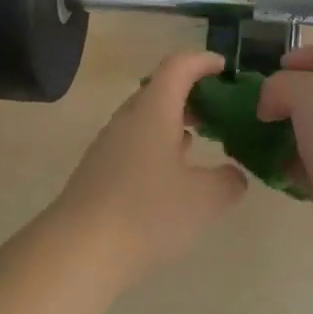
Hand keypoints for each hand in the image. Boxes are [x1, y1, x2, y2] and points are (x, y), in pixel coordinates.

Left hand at [50, 51, 248, 280]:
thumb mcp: (204, 199)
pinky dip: (158, 146)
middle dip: (191, 94)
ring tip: (201, 141)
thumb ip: (228, 182)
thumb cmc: (147, 213)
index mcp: (153, 111)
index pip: (178, 66)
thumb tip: (234, 176)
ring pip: (145, 119)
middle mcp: (127, 120)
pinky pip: (134, 144)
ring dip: (174, 122)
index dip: (203, 61)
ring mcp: (108, 146)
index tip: (225, 69)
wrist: (78, 251)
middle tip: (219, 110)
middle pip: (159, 90)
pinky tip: (172, 175)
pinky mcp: (98, 172)